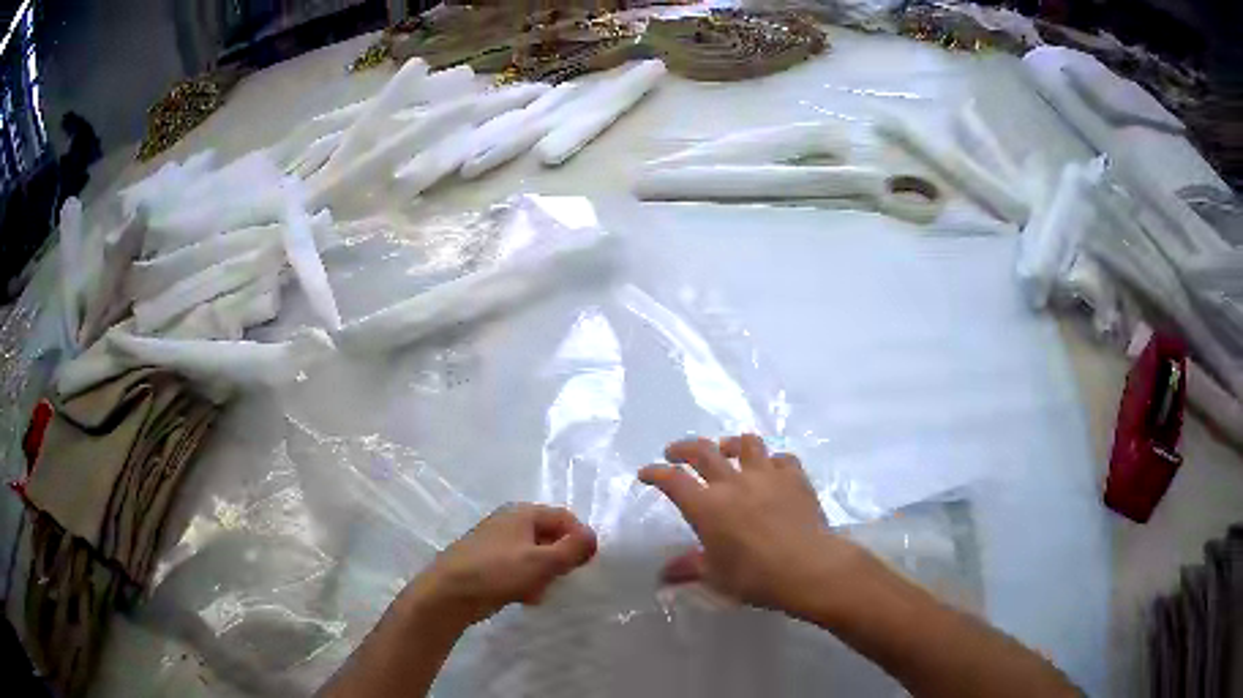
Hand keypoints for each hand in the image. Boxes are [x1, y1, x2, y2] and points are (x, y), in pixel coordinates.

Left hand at [405, 504, 596, 628]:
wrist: (449, 593)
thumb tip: (593, 537)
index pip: (564, 517)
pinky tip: (524, 597)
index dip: (580, 538)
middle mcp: (510, 522)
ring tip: (539, 591)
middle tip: (562, 578)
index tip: (586, 563)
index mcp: (522, 513)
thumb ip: (572, 549)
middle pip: (550, 536)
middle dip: (559, 559)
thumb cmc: (497, 572)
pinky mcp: (489, 563)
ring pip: (535, 556)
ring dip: (543, 574)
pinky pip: (519, 568)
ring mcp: (497, 543)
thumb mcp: (542, 562)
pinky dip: (526, 581)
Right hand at [639, 435, 865, 615]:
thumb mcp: (715, 576)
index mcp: (707, 507)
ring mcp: (766, 475)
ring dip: (731, 444)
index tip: (646, 473)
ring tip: (727, 450)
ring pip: (746, 444)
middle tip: (675, 452)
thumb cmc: (755, 577)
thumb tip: (663, 575)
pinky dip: (772, 462)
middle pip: (703, 451)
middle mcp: (733, 483)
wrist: (808, 567)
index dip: (656, 473)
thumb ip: (689, 568)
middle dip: (684, 448)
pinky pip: (781, 458)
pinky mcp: (794, 476)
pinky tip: (771, 470)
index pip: (673, 481)